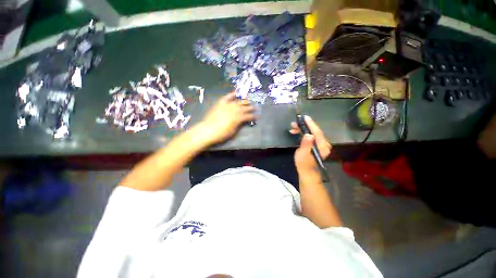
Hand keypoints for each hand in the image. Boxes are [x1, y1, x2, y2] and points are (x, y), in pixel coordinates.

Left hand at [199, 92, 255, 144]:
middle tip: (255, 107)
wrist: (208, 130)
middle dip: (250, 107)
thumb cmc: (222, 134)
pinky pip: (227, 97)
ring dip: (244, 101)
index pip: (248, 116)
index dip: (253, 116)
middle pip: (244, 107)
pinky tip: (236, 93)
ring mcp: (227, 105)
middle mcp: (235, 110)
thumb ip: (239, 124)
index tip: (256, 116)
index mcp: (239, 118)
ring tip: (248, 99)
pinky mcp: (221, 104)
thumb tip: (243, 121)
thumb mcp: (233, 131)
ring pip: (238, 102)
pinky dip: (231, 95)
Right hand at [290, 116, 331, 172]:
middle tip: (294, 123)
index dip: (311, 124)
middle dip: (304, 126)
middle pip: (315, 131)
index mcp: (322, 146)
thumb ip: (306, 144)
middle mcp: (324, 144)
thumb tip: (308, 134)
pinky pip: (311, 136)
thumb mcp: (303, 154)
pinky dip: (304, 134)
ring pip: (312, 133)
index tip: (305, 117)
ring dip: (303, 129)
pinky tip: (297, 133)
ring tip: (293, 128)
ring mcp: (320, 145)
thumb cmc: (304, 164)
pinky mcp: (316, 146)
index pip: (317, 132)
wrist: (307, 173)